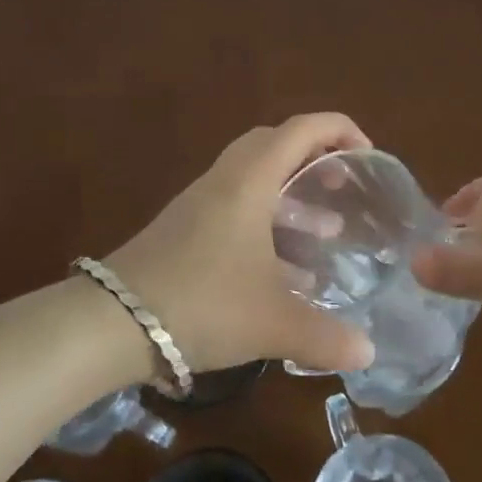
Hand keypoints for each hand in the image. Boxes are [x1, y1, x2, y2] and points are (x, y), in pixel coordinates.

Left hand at [104, 114, 377, 375]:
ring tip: (326, 233)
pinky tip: (284, 271)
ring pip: (255, 178)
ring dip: (292, 195)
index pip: (302, 128)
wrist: (111, 323)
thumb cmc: (202, 304)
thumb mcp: (274, 323)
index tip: (369, 155)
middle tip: (343, 186)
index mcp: (251, 180)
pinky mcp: (184, 229)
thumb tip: (368, 353)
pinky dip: (267, 223)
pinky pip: (236, 207)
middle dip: (316, 157)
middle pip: (276, 143)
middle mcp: (225, 179)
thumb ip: (326, 337)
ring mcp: (200, 203)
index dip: (341, 129)